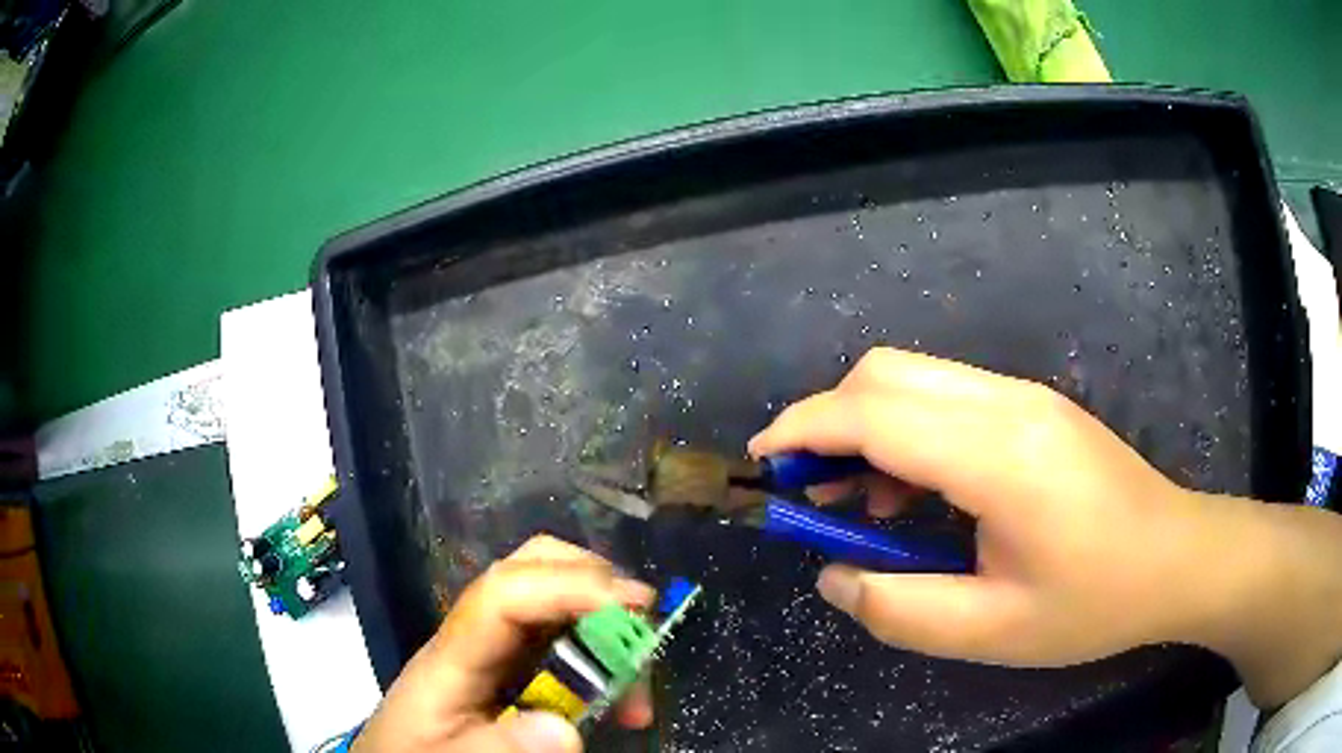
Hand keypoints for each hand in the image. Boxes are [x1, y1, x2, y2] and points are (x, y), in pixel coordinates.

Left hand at [353, 536, 655, 752]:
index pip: (503, 596)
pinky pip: (556, 638)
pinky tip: (616, 690)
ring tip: (638, 679)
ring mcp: (489, 648)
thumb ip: (496, 749)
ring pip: (546, 598)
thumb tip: (565, 729)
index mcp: (451, 656)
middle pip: (524, 569)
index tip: (635, 607)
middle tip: (642, 624)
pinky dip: (596, 650)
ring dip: (601, 619)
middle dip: (590, 581)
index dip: (568, 587)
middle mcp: (473, 637)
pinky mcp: (505, 667)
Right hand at [750, 348, 1341, 707]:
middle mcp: (1008, 403)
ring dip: (867, 428)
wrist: (1176, 557)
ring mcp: (1025, 397)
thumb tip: (834, 575)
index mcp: (1000, 455)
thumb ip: (899, 609)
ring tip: (858, 503)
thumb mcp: (991, 631)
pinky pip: (947, 397)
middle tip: (809, 490)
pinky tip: (914, 494)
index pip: (876, 412)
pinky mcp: (1033, 407)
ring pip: (915, 378)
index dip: (805, 428)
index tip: (763, 461)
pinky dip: (906, 434)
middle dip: (828, 420)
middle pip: (887, 372)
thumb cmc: (1094, 602)